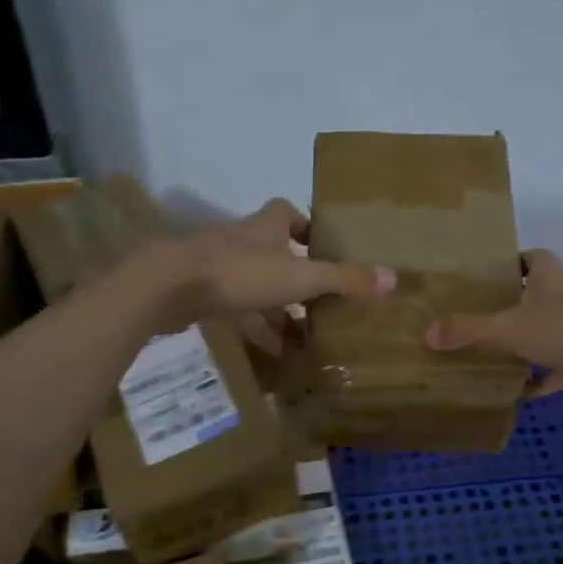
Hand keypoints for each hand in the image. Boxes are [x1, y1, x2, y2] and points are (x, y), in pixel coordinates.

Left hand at [132, 199, 393, 353]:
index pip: (287, 211)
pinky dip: (256, 327)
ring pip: (255, 285)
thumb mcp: (300, 277)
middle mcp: (242, 241)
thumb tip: (393, 277)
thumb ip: (343, 279)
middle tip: (321, 298)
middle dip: (296, 273)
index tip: (323, 245)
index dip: (306, 224)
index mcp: (265, 227)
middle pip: (273, 251)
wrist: (169, 286)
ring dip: (278, 307)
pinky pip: (236, 309)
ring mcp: (218, 267)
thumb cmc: (240, 272)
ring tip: (306, 333)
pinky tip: (273, 351)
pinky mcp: (201, 293)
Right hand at [425, 250, 562, 416]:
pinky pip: (557, 370)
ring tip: (485, 354)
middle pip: (533, 296)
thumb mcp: (509, 327)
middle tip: (470, 317)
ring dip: (522, 344)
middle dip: (507, 306)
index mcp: (550, 275)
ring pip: (544, 333)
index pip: (528, 257)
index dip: (506, 262)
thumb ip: (469, 330)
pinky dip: (539, 381)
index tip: (478, 276)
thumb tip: (427, 333)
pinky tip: (515, 394)